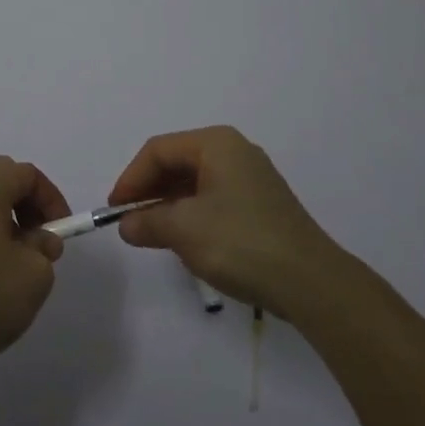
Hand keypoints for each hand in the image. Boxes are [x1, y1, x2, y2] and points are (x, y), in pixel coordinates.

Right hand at [108, 125, 337, 316]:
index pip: (158, 150)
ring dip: (169, 205)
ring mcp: (252, 178)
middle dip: (150, 191)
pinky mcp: (261, 205)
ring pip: (196, 182)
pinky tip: (186, 241)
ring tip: (153, 234)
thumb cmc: (240, 242)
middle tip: (130, 223)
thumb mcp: (183, 230)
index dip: (131, 179)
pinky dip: (192, 215)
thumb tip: (127, 225)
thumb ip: (148, 222)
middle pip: (178, 162)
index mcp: (216, 143)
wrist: (310, 282)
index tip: (114, 211)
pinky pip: (214, 199)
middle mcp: (235, 151)